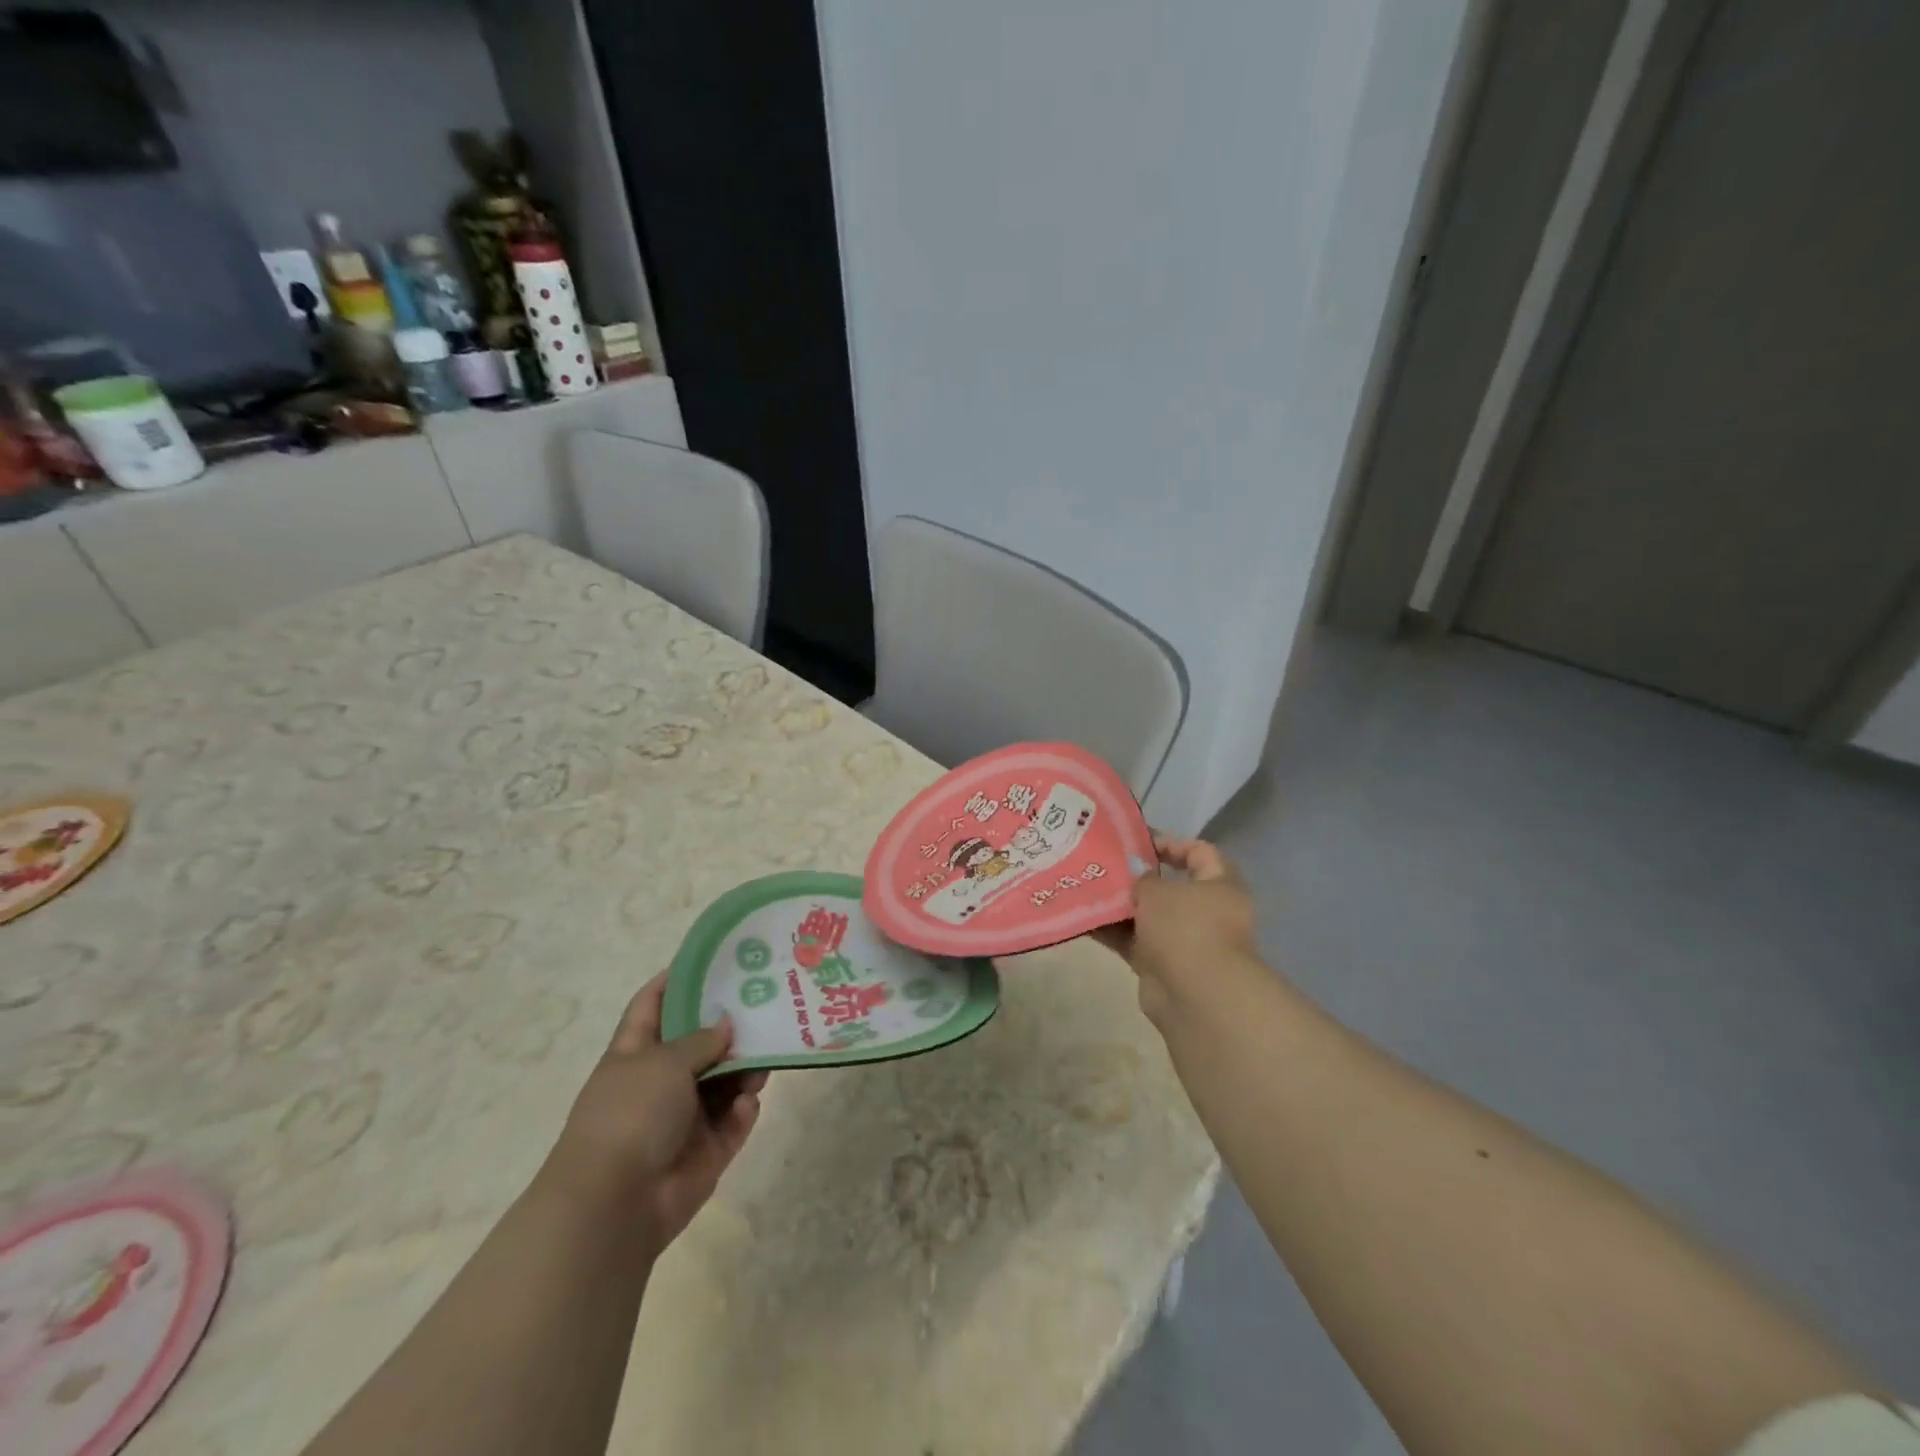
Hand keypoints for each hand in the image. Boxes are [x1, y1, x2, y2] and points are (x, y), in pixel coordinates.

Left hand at [540, 974, 765, 1252]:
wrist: (614, 1205)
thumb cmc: (630, 1115)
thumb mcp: (664, 1062)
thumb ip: (701, 1039)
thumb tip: (727, 1023)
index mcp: (635, 1053)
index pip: (653, 1003)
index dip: (677, 978)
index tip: (715, 958)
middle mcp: (659, 1081)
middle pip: (700, 1042)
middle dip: (731, 1024)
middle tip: (769, 1000)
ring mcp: (683, 1117)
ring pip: (725, 1080)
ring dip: (746, 1068)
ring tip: (766, 1057)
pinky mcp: (706, 1150)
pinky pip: (735, 1120)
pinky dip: (744, 1109)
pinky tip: (748, 1101)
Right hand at [1099, 834, 1261, 1023]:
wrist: (1195, 996)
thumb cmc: (1185, 928)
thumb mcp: (1158, 891)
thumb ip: (1141, 877)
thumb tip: (1134, 875)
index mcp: (1220, 885)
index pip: (1200, 852)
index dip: (1170, 842)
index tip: (1137, 840)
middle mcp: (1206, 911)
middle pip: (1169, 886)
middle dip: (1136, 876)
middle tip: (1103, 863)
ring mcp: (1185, 941)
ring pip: (1147, 915)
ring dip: (1119, 905)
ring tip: (1085, 887)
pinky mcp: (1163, 965)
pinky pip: (1133, 941)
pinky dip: (1112, 931)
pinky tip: (1082, 918)